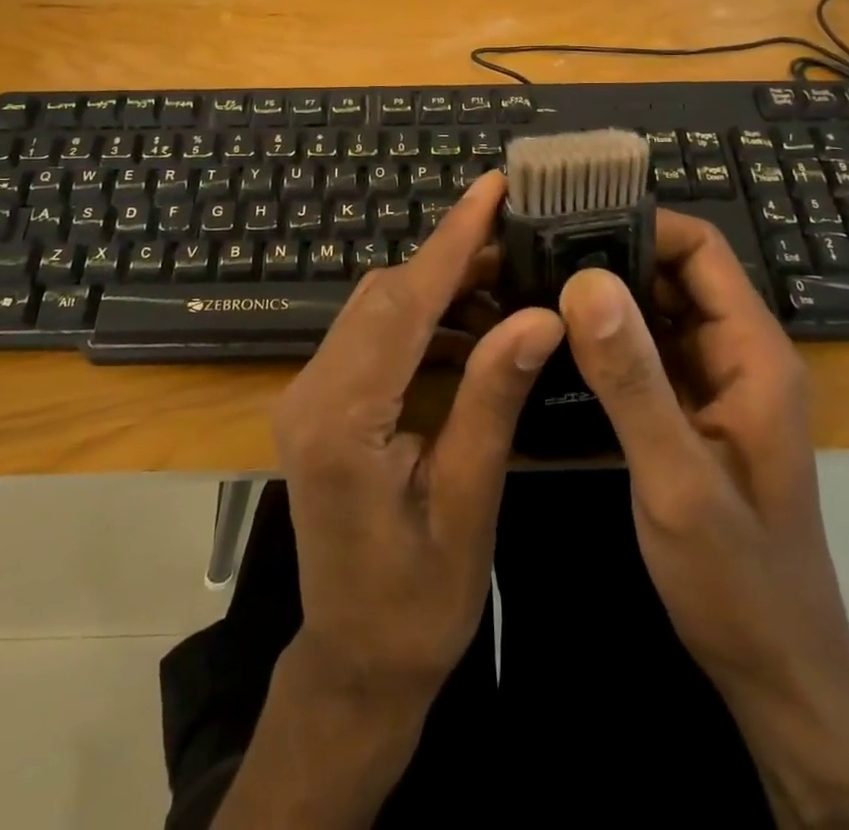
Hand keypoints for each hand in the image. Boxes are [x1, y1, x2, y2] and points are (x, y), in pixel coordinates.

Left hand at [273, 170, 565, 705]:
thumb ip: (493, 400)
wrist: (355, 661)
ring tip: (507, 283)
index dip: (451, 240)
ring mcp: (309, 393)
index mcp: (341, 418)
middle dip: (452, 259)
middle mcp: (311, 390)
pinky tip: (471, 329)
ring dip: (440, 289)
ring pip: (377, 309)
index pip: (403, 303)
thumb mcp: (467, 502)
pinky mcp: (322, 403)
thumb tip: (540, 317)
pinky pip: (374, 337)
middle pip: (385, 295)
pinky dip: (423, 321)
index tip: (491, 187)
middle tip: (519, 237)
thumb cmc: (417, 602)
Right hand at [555, 211, 848, 687]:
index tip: (568, 226)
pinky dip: (602, 339)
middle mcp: (734, 354)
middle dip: (607, 256)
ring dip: (599, 297)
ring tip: (529, 284)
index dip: (640, 225)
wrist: (774, 671)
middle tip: (531, 253)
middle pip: (672, 274)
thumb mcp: (677, 479)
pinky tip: (551, 341)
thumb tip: (585, 281)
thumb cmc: (738, 579)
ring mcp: (710, 384)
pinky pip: (642, 353)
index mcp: (752, 353)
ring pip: (652, 312)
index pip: (701, 249)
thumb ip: (632, 380)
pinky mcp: (686, 411)